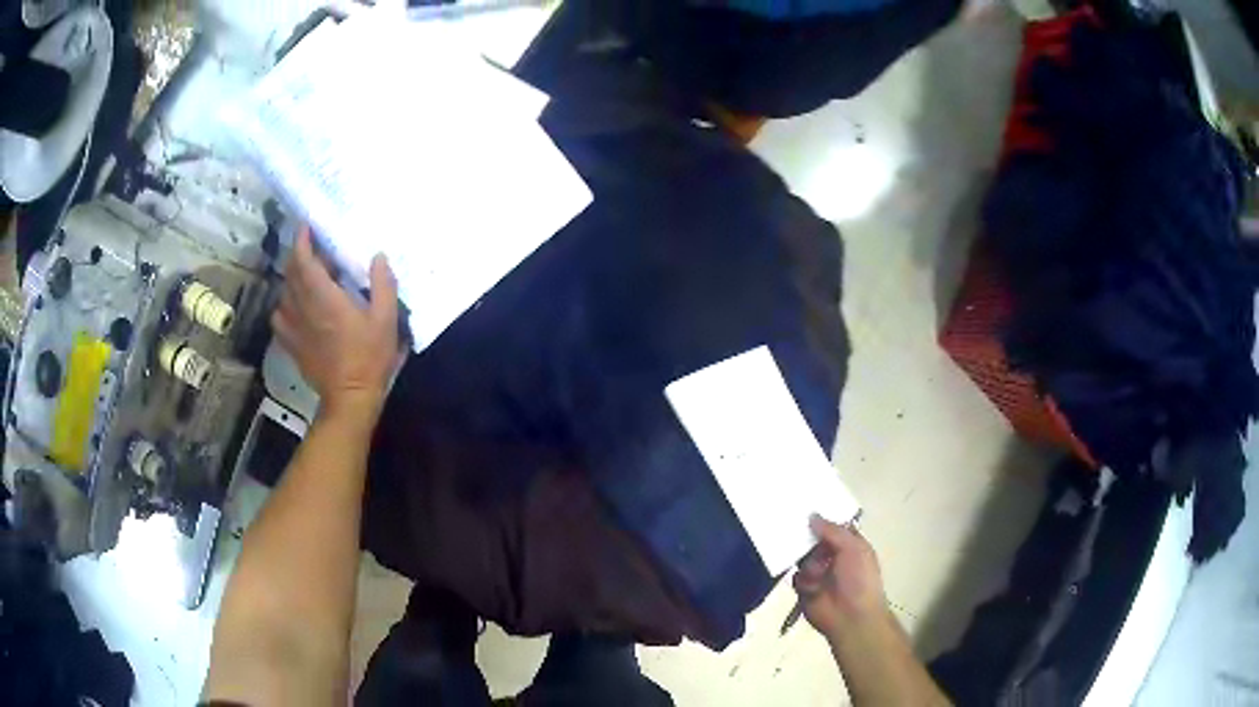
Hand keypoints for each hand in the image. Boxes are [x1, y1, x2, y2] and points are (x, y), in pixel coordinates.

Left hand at [271, 227, 399, 418]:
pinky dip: (284, 305)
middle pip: (291, 272)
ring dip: (292, 278)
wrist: (350, 398)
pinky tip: (295, 307)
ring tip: (306, 277)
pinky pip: (279, 316)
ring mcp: (294, 327)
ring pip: (284, 292)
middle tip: (316, 251)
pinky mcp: (291, 343)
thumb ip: (383, 284)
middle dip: (299, 255)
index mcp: (324, 297)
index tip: (307, 227)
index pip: (303, 260)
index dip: (302, 240)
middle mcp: (303, 307)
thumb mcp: (386, 319)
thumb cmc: (369, 357)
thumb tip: (378, 256)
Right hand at [794, 514, 886, 639]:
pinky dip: (803, 580)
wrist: (851, 617)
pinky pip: (796, 577)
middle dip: (806, 538)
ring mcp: (817, 572)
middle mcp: (832, 556)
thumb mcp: (854, 548)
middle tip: (796, 531)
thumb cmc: (860, 579)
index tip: (804, 506)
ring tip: (819, 574)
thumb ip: (833, 530)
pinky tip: (812, 586)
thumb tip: (812, 515)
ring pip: (802, 558)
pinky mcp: (804, 588)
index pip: (832, 526)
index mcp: (848, 545)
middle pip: (813, 540)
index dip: (821, 518)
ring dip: (809, 564)